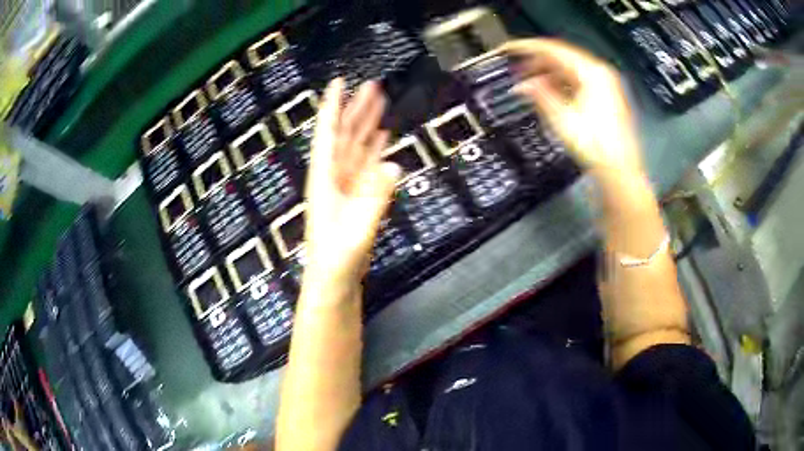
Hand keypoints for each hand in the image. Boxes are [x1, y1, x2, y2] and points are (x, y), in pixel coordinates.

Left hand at [304, 79, 400, 288]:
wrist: (333, 280)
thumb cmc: (337, 259)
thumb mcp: (356, 230)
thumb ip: (375, 199)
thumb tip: (393, 164)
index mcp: (325, 178)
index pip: (328, 134)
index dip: (332, 106)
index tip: (339, 82)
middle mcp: (333, 176)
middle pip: (344, 134)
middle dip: (356, 109)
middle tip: (371, 85)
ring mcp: (345, 185)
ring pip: (356, 146)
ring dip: (367, 124)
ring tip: (380, 102)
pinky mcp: (357, 196)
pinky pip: (367, 165)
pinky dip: (375, 148)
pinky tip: (383, 136)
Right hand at [502, 39, 643, 174]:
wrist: (619, 172)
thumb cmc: (596, 146)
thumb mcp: (563, 119)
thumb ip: (540, 96)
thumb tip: (522, 85)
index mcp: (592, 73)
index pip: (554, 49)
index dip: (528, 48)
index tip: (509, 49)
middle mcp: (601, 74)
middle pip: (563, 57)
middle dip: (537, 62)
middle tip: (516, 68)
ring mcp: (605, 86)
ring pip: (570, 70)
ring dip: (548, 73)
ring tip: (528, 81)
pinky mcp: (606, 99)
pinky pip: (578, 82)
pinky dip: (561, 84)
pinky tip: (548, 92)